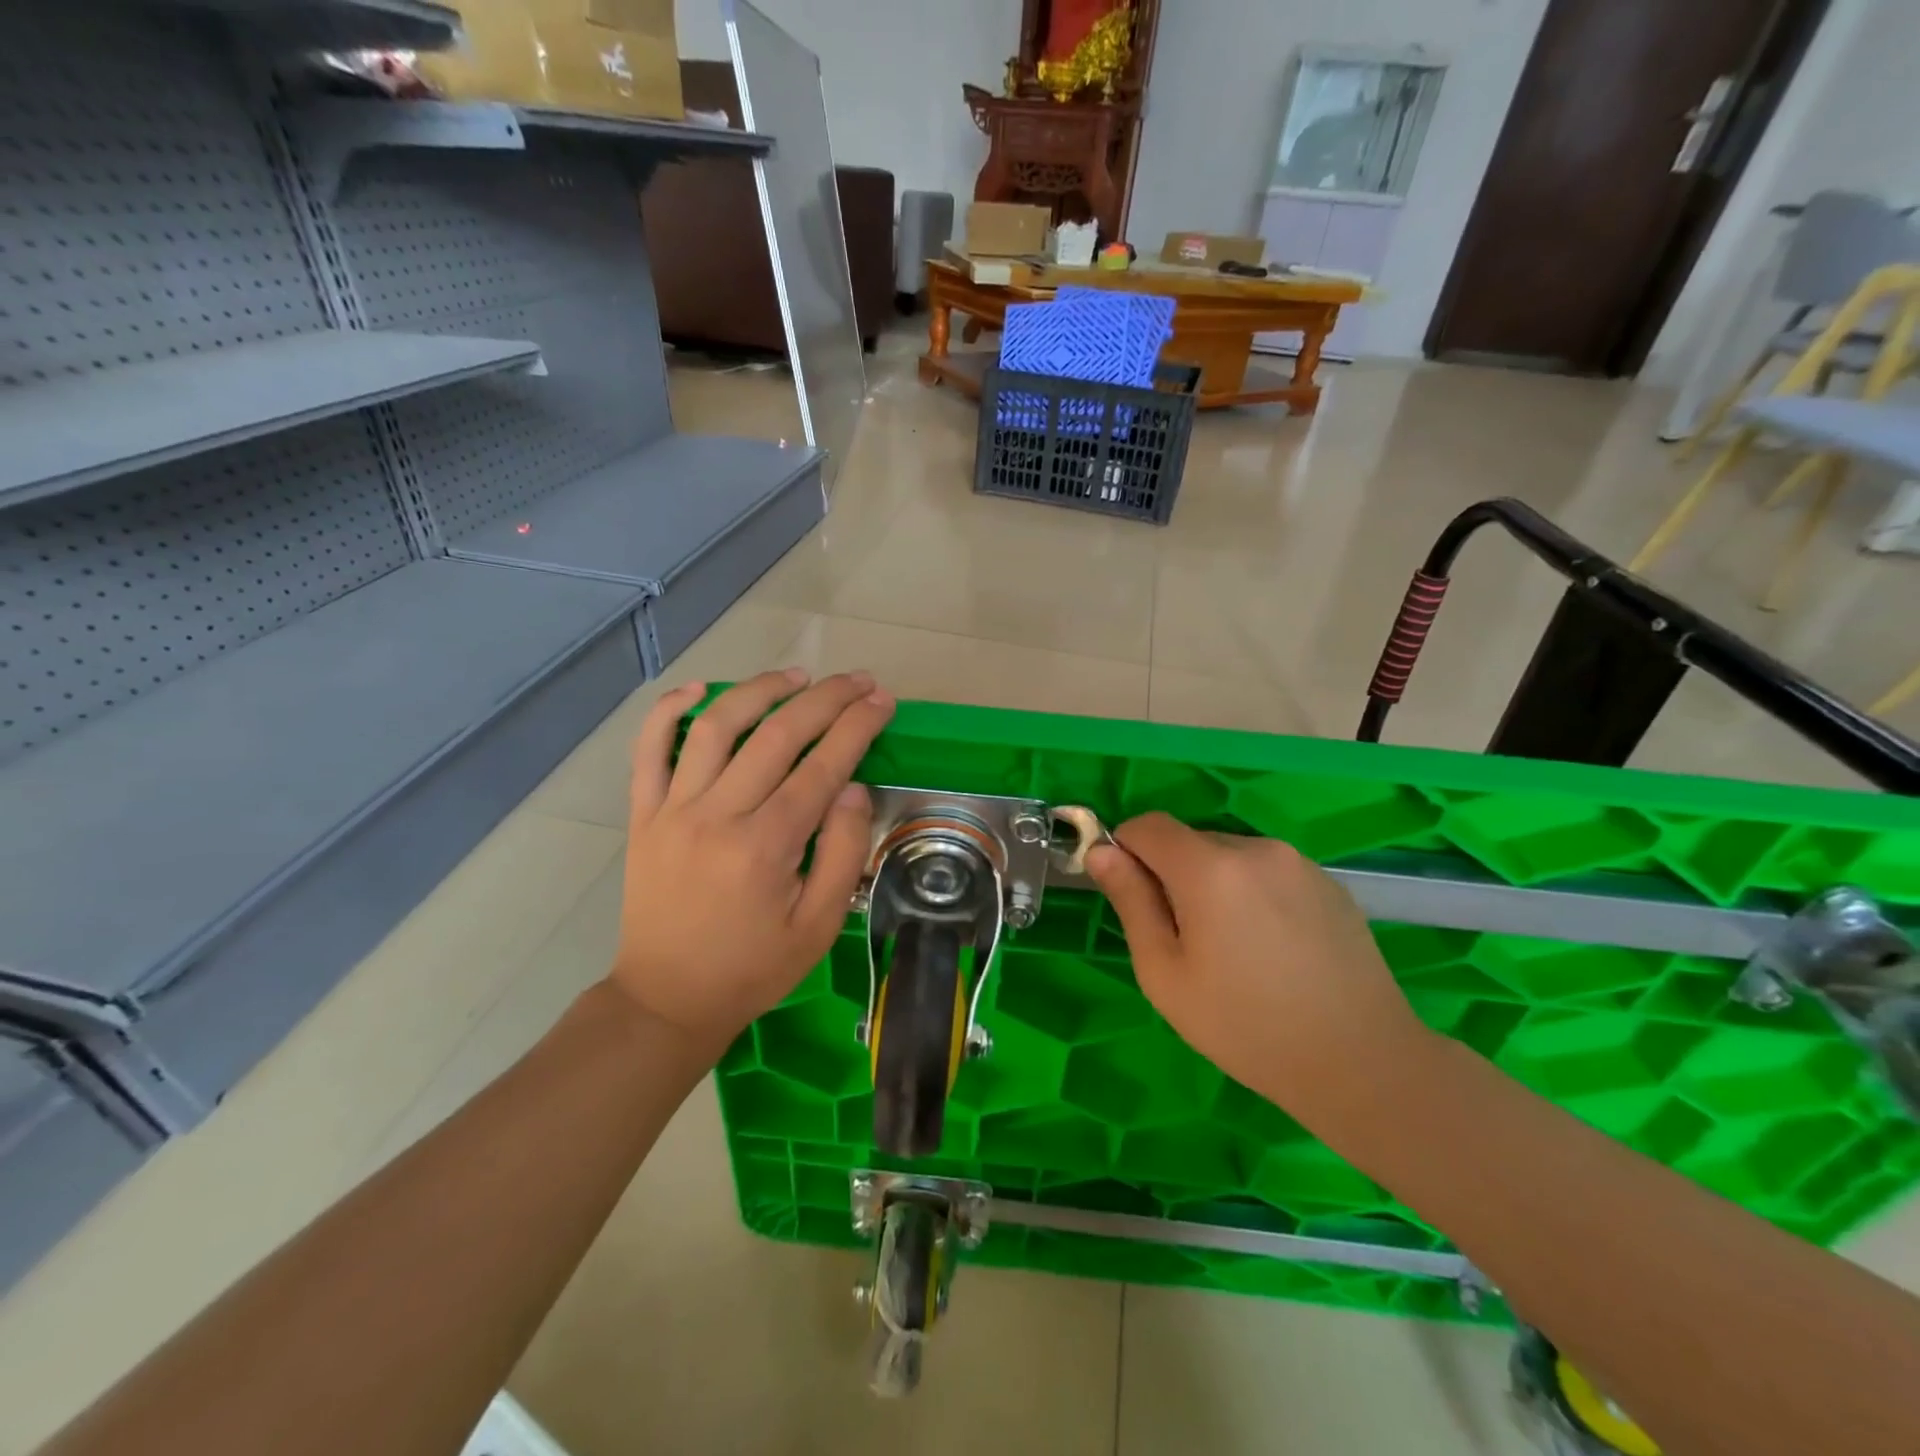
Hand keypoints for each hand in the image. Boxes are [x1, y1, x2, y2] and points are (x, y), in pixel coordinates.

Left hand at [609, 669, 893, 1048]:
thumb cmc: (753, 968)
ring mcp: (673, 809)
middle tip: (858, 680)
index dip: (857, 726)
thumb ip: (842, 853)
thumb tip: (851, 788)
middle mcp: (718, 814)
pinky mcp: (643, 814)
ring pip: (716, 726)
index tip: (882, 701)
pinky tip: (697, 689)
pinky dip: (669, 711)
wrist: (667, 998)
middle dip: (826, 698)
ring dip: (760, 690)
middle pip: (777, 734)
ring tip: (797, 675)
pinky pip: (648, 750)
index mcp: (766, 846)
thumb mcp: (818, 926)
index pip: (822, 765)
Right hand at [1085, 813, 1432, 1121]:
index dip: (1127, 851)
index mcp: (1209, 867)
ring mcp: (1298, 862)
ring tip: (1234, 948)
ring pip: (1230, 855)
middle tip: (1184, 940)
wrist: (1360, 1062)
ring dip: (1214, 884)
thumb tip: (1102, 852)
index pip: (1148, 825)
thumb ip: (1131, 901)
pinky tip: (1272, 947)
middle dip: (1172, 874)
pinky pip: (1269, 871)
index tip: (1131, 897)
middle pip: (1190, 840)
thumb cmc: (1245, 1025)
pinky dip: (1253, 893)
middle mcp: (1255, 848)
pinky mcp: (1328, 882)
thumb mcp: (1164, 972)